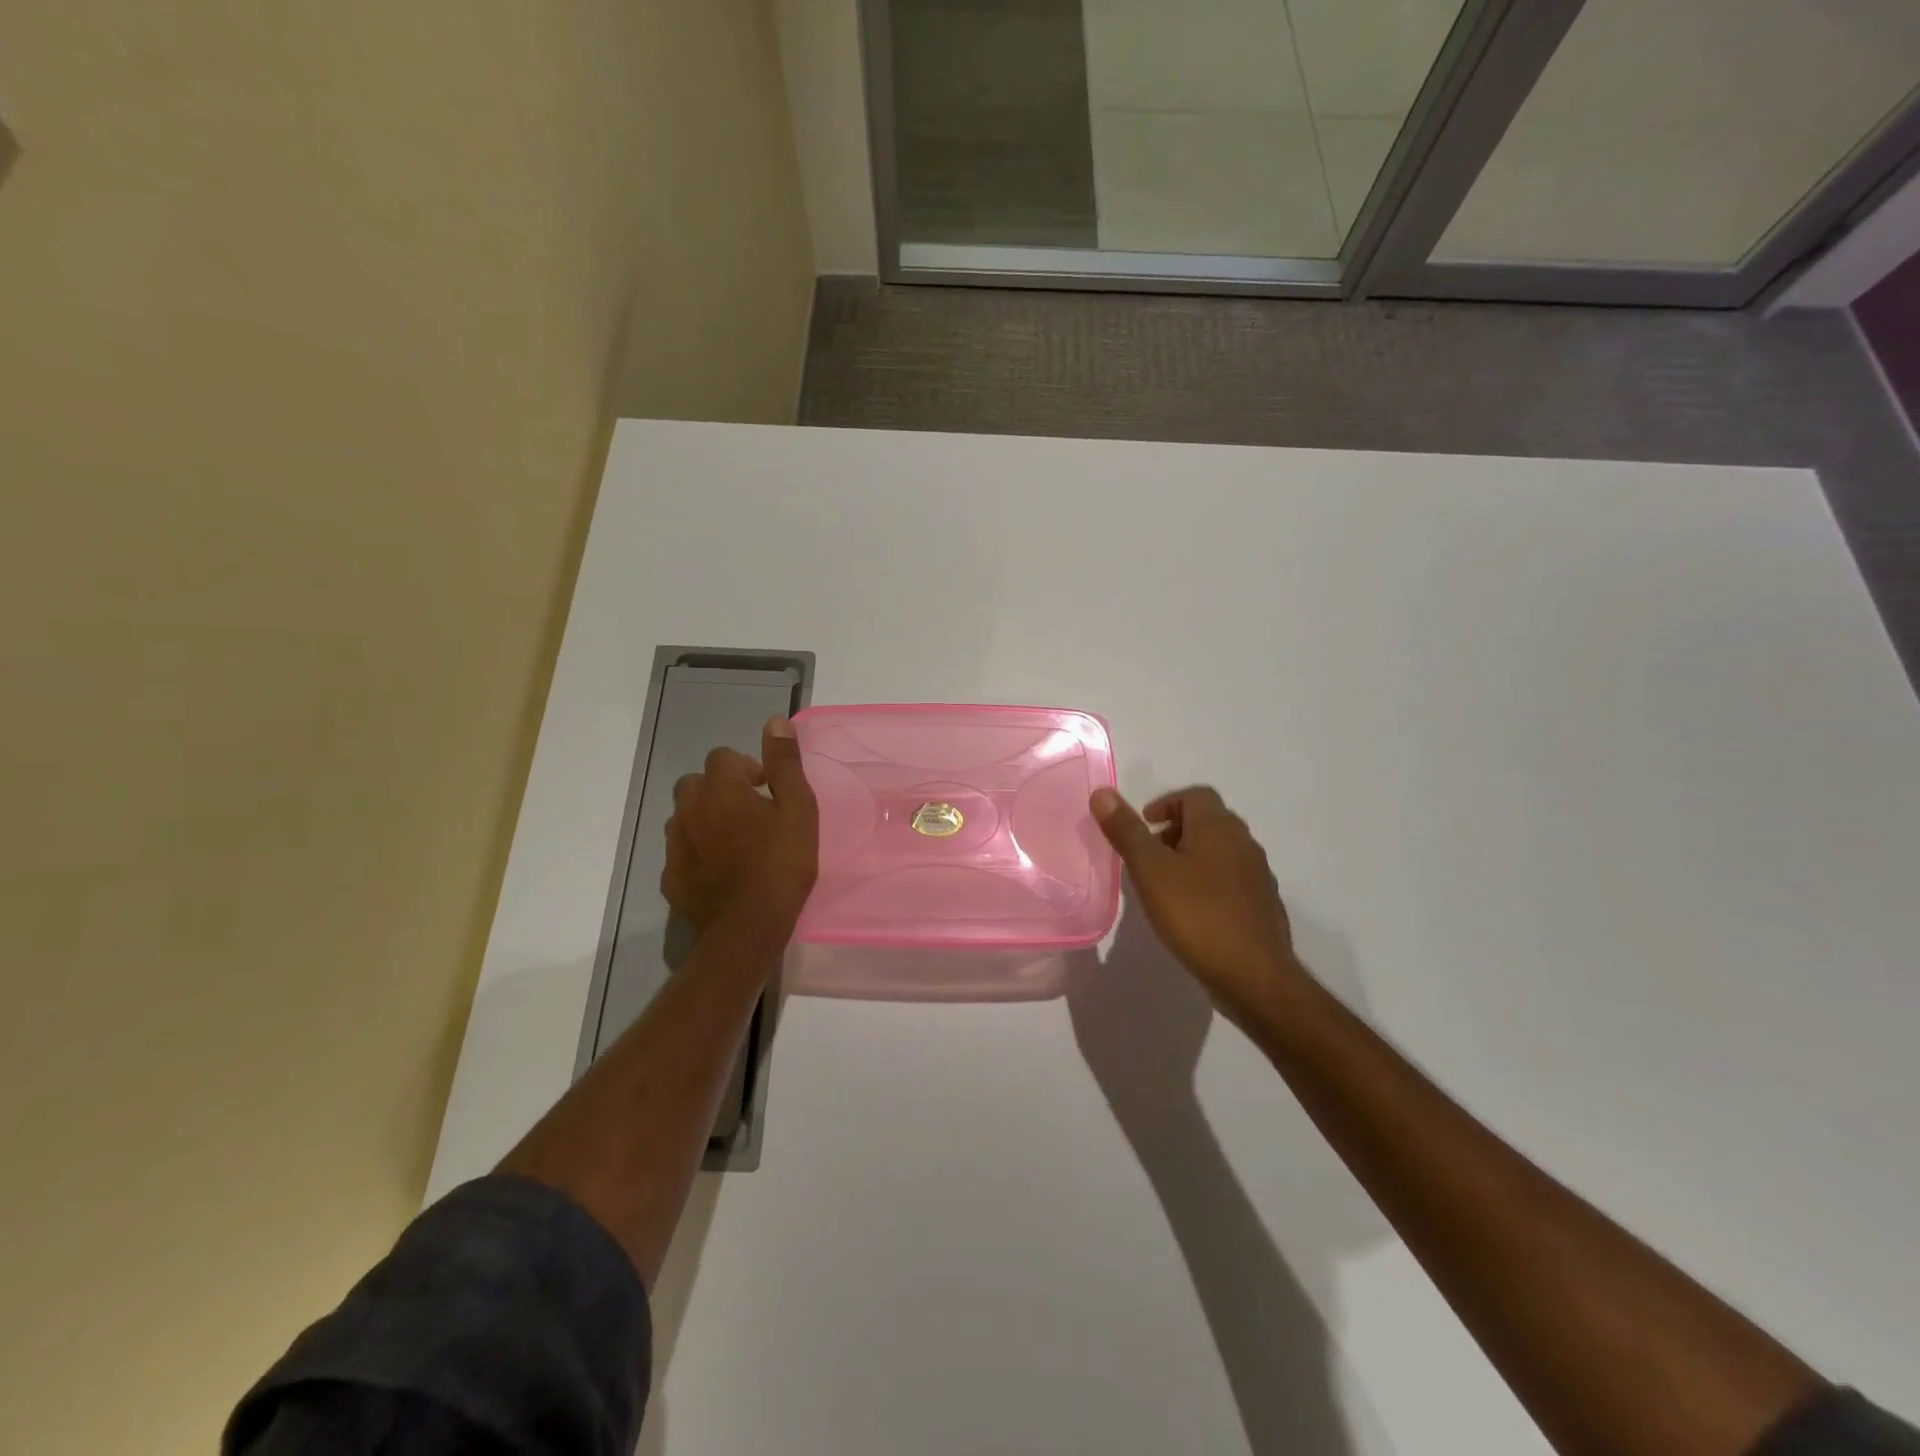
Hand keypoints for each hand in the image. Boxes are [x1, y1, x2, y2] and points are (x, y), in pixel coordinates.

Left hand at [662, 716, 817, 935]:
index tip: (767, 789)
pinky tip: (720, 871)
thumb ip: (785, 763)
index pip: (723, 757)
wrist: (748, 927)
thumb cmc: (781, 863)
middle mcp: (689, 809)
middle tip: (750, 813)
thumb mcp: (798, 808)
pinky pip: (680, 852)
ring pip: (684, 817)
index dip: (747, 768)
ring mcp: (674, 845)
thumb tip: (774, 721)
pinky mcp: (670, 877)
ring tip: (734, 842)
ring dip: (705, 819)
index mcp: (720, 788)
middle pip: (696, 783)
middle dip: (720, 789)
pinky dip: (696, 852)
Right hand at [1090, 785, 1303, 1020]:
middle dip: (1175, 832)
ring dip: (1192, 858)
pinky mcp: (1261, 905)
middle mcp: (1244, 843)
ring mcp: (1257, 875)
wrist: (1254, 975)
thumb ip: (1126, 831)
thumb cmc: (1197, 915)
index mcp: (1218, 827)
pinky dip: (1208, 883)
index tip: (1144, 827)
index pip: (1195, 795)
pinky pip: (1230, 880)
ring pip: (1220, 852)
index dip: (1167, 804)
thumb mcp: (1150, 870)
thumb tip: (1102, 793)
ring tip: (1164, 886)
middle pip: (1208, 822)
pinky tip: (1191, 913)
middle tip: (1148, 856)